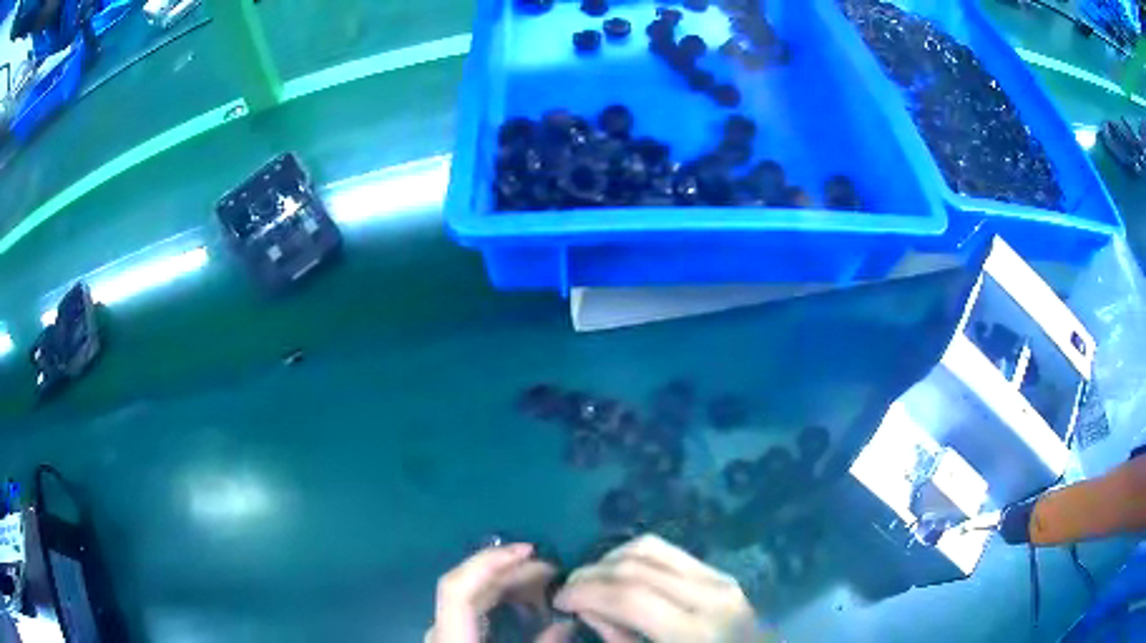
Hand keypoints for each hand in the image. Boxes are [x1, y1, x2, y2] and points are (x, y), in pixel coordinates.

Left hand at [427, 543, 574, 642]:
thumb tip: (567, 622)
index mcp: (450, 635)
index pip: (458, 587)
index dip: (489, 562)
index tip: (529, 550)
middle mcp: (440, 626)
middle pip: (468, 585)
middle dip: (510, 570)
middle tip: (551, 567)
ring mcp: (444, 628)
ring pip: (472, 594)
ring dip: (508, 582)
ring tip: (544, 580)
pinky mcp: (453, 633)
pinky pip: (473, 606)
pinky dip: (499, 598)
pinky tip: (524, 600)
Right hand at [554, 535, 773, 642]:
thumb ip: (619, 639)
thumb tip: (590, 609)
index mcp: (694, 631)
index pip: (628, 597)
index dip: (584, 594)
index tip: (557, 601)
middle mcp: (709, 595)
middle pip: (635, 566)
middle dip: (591, 574)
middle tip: (567, 592)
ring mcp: (718, 578)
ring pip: (649, 548)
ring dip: (609, 560)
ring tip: (591, 582)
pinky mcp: (719, 573)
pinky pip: (668, 552)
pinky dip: (634, 557)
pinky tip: (620, 575)